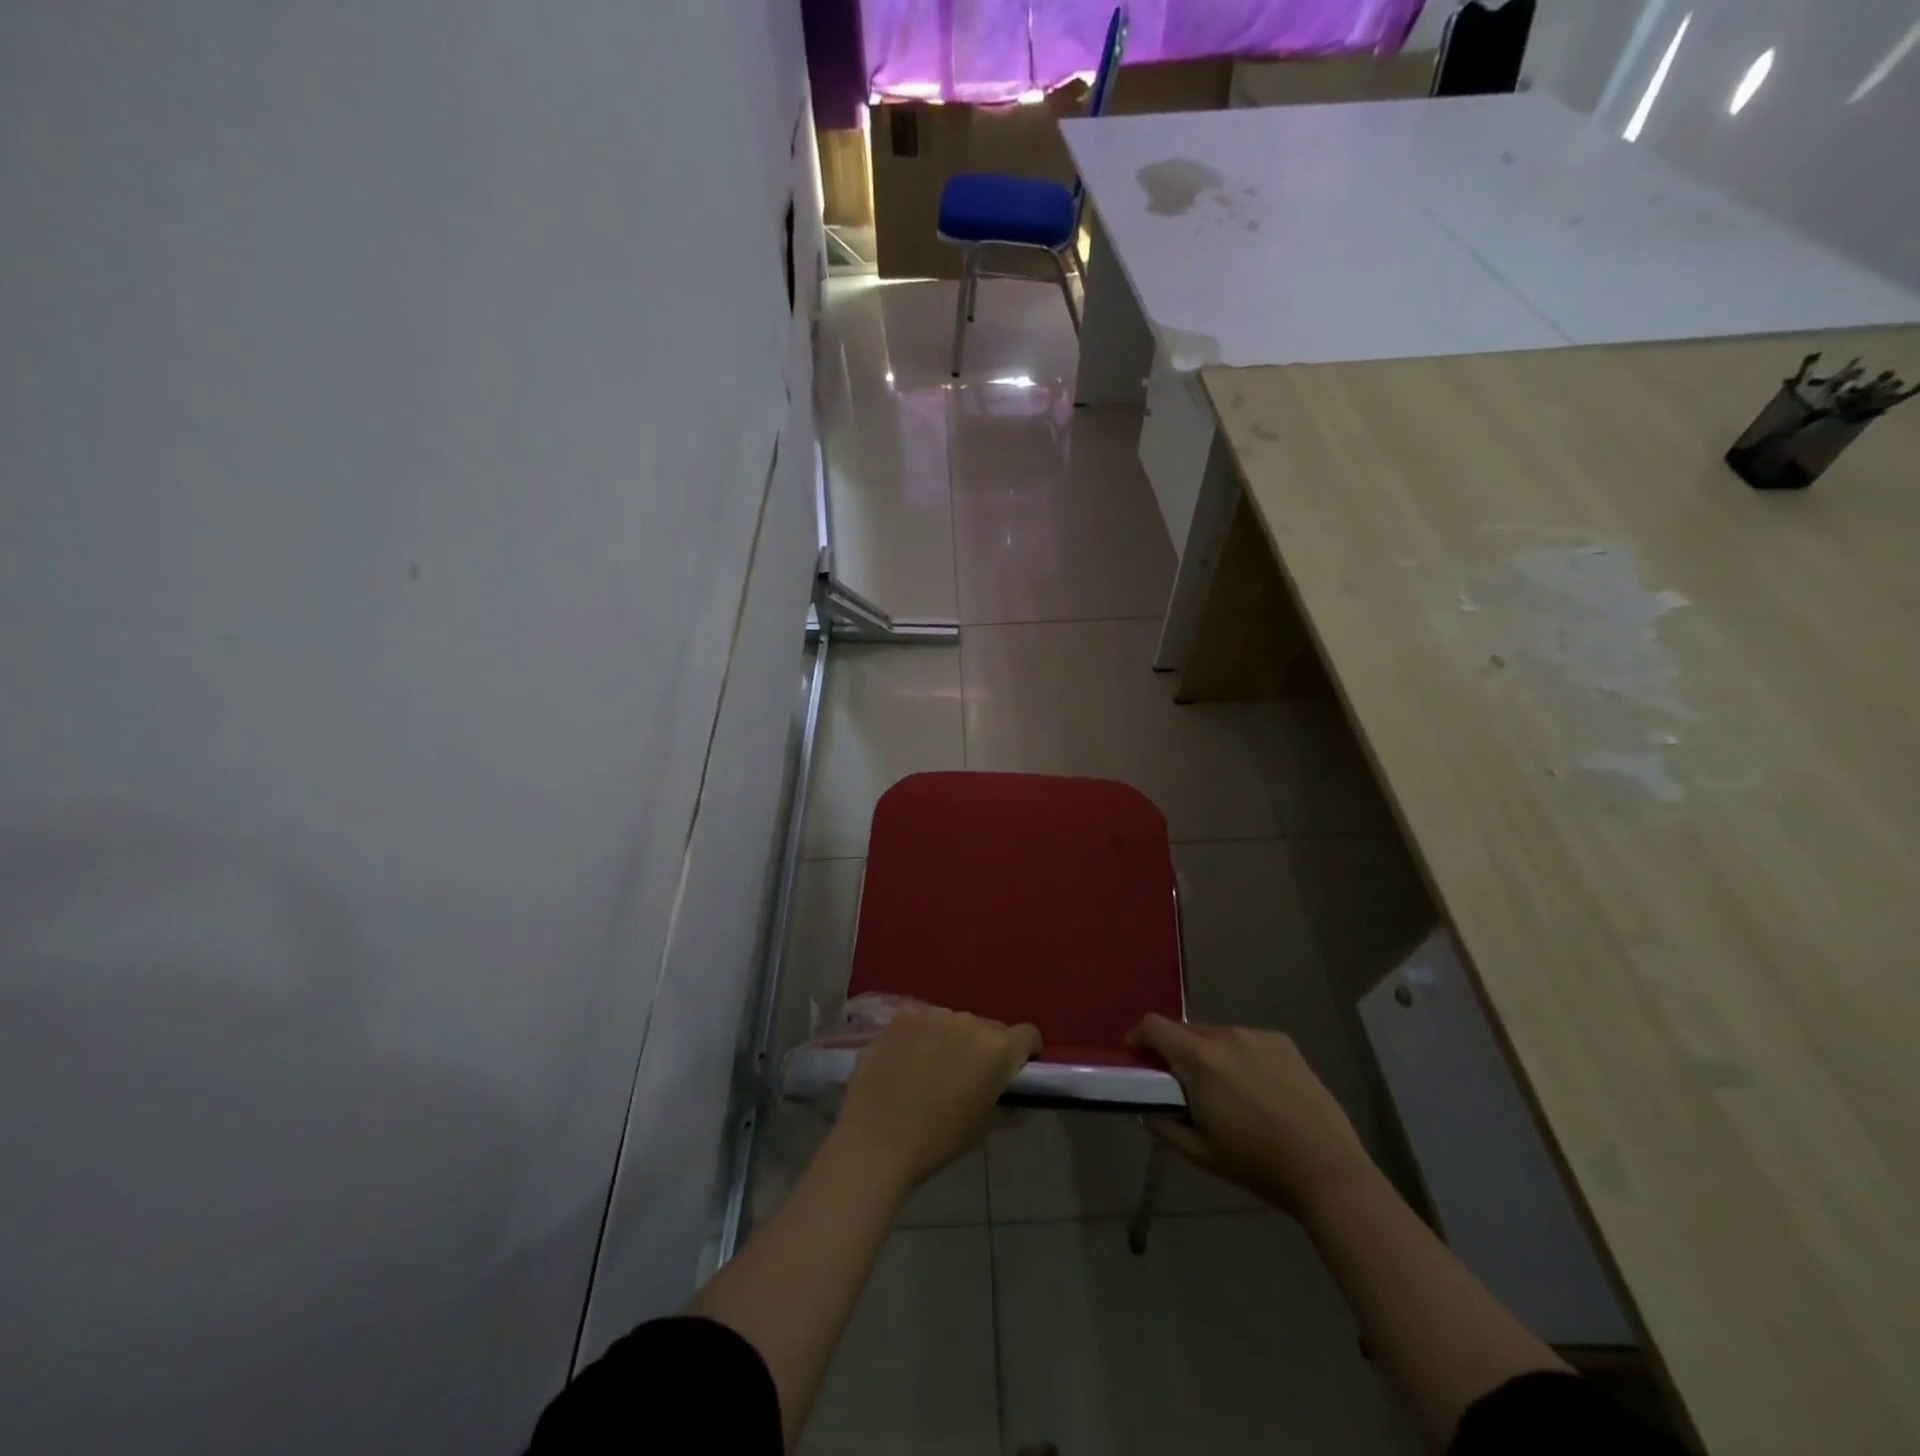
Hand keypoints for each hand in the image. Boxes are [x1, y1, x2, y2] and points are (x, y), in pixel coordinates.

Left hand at [835, 1006, 1040, 1191]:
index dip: (1027, 1051)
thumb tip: (1012, 1099)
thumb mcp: (983, 1127)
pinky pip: (923, 1021)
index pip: (1028, 1035)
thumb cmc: (938, 1139)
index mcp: (997, 1049)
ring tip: (933, 1068)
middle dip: (986, 1047)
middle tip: (969, 1075)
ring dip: (952, 1039)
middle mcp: (970, 1021)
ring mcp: (934, 1014)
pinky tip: (907, 1059)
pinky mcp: (903, 1015)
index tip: (1017, 1069)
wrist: (877, 1139)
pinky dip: (922, 1036)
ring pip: (955, 1022)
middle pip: (989, 1028)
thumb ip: (1004, 1104)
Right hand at [1129, 1014, 1377, 1218]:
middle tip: (1181, 1083)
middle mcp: (1227, 1036)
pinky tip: (1256, 1088)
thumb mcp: (1202, 1154)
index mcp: (1200, 1059)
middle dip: (1176, 1050)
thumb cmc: (1257, 1165)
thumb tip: (1148, 1112)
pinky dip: (1239, 1056)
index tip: (1137, 1054)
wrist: (1328, 1170)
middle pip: (1186, 1030)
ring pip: (1218, 1035)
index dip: (1139, 1036)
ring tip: (1223, 1088)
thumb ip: (1166, 1127)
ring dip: (1209, 1053)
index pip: (1155, 1026)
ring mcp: (1258, 1036)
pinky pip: (1247, 1041)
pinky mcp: (1284, 1043)